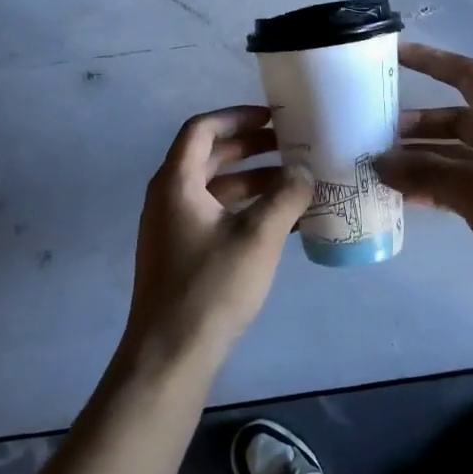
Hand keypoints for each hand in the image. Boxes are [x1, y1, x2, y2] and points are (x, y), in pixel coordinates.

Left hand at [124, 106, 312, 371]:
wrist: (169, 356)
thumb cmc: (211, 287)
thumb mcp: (258, 237)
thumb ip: (286, 197)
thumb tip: (305, 172)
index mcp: (176, 182)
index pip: (202, 129)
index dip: (237, 117)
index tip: (272, 118)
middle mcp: (168, 197)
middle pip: (209, 156)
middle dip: (250, 148)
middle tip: (290, 146)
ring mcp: (172, 227)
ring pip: (215, 188)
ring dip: (252, 181)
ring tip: (294, 183)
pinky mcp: (181, 253)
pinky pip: (215, 215)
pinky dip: (244, 209)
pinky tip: (281, 221)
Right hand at [375, 43, 472, 327]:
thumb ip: (429, 173)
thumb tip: (378, 162)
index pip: (466, 76)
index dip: (431, 60)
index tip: (393, 55)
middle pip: (453, 120)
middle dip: (414, 124)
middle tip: (371, 135)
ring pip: (452, 157)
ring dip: (419, 160)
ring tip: (378, 170)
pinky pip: (458, 189)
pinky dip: (432, 189)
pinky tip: (405, 200)